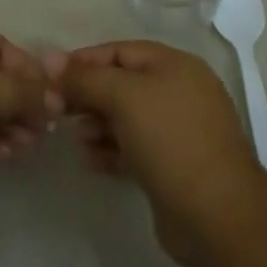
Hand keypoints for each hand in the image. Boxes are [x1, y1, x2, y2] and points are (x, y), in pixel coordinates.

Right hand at [55, 41, 266, 265]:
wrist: (216, 215)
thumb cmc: (170, 140)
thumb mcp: (123, 96)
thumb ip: (85, 77)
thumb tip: (50, 59)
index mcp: (174, 65)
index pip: (120, 51)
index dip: (84, 60)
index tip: (51, 76)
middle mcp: (178, 92)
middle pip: (122, 84)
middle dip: (89, 95)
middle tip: (58, 111)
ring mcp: (178, 131)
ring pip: (126, 118)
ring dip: (97, 124)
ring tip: (77, 139)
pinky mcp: (173, 166)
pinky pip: (134, 148)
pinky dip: (111, 149)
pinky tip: (92, 161)